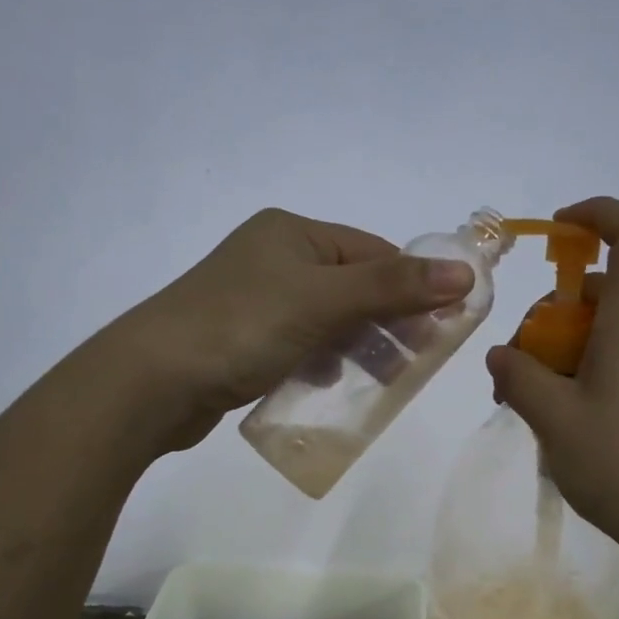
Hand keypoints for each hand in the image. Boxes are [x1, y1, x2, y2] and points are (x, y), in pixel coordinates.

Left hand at [101, 208, 474, 452]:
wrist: (152, 380)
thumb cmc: (243, 326)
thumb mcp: (324, 300)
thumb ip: (393, 286)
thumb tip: (466, 273)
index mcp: (293, 233)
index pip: (373, 253)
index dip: (411, 287)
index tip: (440, 328)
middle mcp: (274, 258)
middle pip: (353, 287)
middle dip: (387, 323)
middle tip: (415, 362)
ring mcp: (256, 300)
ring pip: (328, 321)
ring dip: (356, 348)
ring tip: (379, 380)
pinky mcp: (243, 339)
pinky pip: (300, 346)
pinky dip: (320, 363)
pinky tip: (323, 385)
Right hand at [485, 197, 618, 559]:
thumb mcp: (553, 420)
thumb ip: (519, 376)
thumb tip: (502, 354)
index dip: (599, 215)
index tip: (557, 231)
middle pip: (600, 293)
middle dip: (549, 319)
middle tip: (515, 372)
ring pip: (605, 331)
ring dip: (562, 352)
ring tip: (532, 406)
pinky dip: (585, 372)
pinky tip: (565, 421)